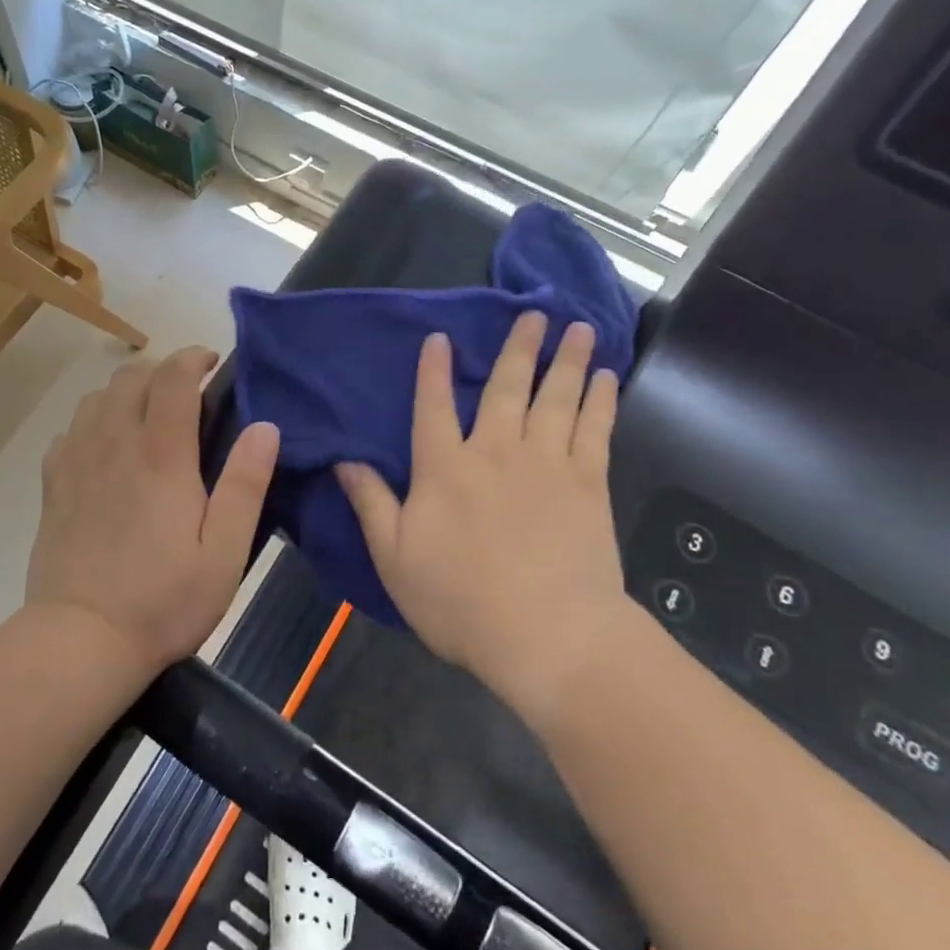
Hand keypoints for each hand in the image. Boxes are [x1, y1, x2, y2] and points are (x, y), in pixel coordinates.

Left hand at [27, 348, 280, 678]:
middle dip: (161, 370)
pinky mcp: (53, 484)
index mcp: (161, 453)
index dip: (192, 357)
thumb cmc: (164, 599)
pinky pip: (70, 430)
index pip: (173, 377)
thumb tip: (266, 427)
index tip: (211, 362)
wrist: (80, 640)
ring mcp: (77, 461)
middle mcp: (114, 442)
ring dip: (126, 391)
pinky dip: (92, 422)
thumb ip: (246, 484)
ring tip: (147, 414)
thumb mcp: (225, 551)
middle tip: (186, 392)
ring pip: (97, 397)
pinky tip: (105, 448)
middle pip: (131, 376)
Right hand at [337, 313, 630, 717]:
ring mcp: (546, 463)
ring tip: (576, 327)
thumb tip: (344, 459)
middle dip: (518, 347)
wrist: (547, 636)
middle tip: (534, 313)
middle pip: (505, 388)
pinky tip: (605, 377)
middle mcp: (495, 451)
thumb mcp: (394, 558)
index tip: (440, 338)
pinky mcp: (588, 483)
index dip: (433, 370)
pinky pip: (594, 429)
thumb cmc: (461, 602)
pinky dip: (600, 400)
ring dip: (565, 360)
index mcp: (444, 468)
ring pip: (555, 397)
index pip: (432, 407)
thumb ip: (371, 503)